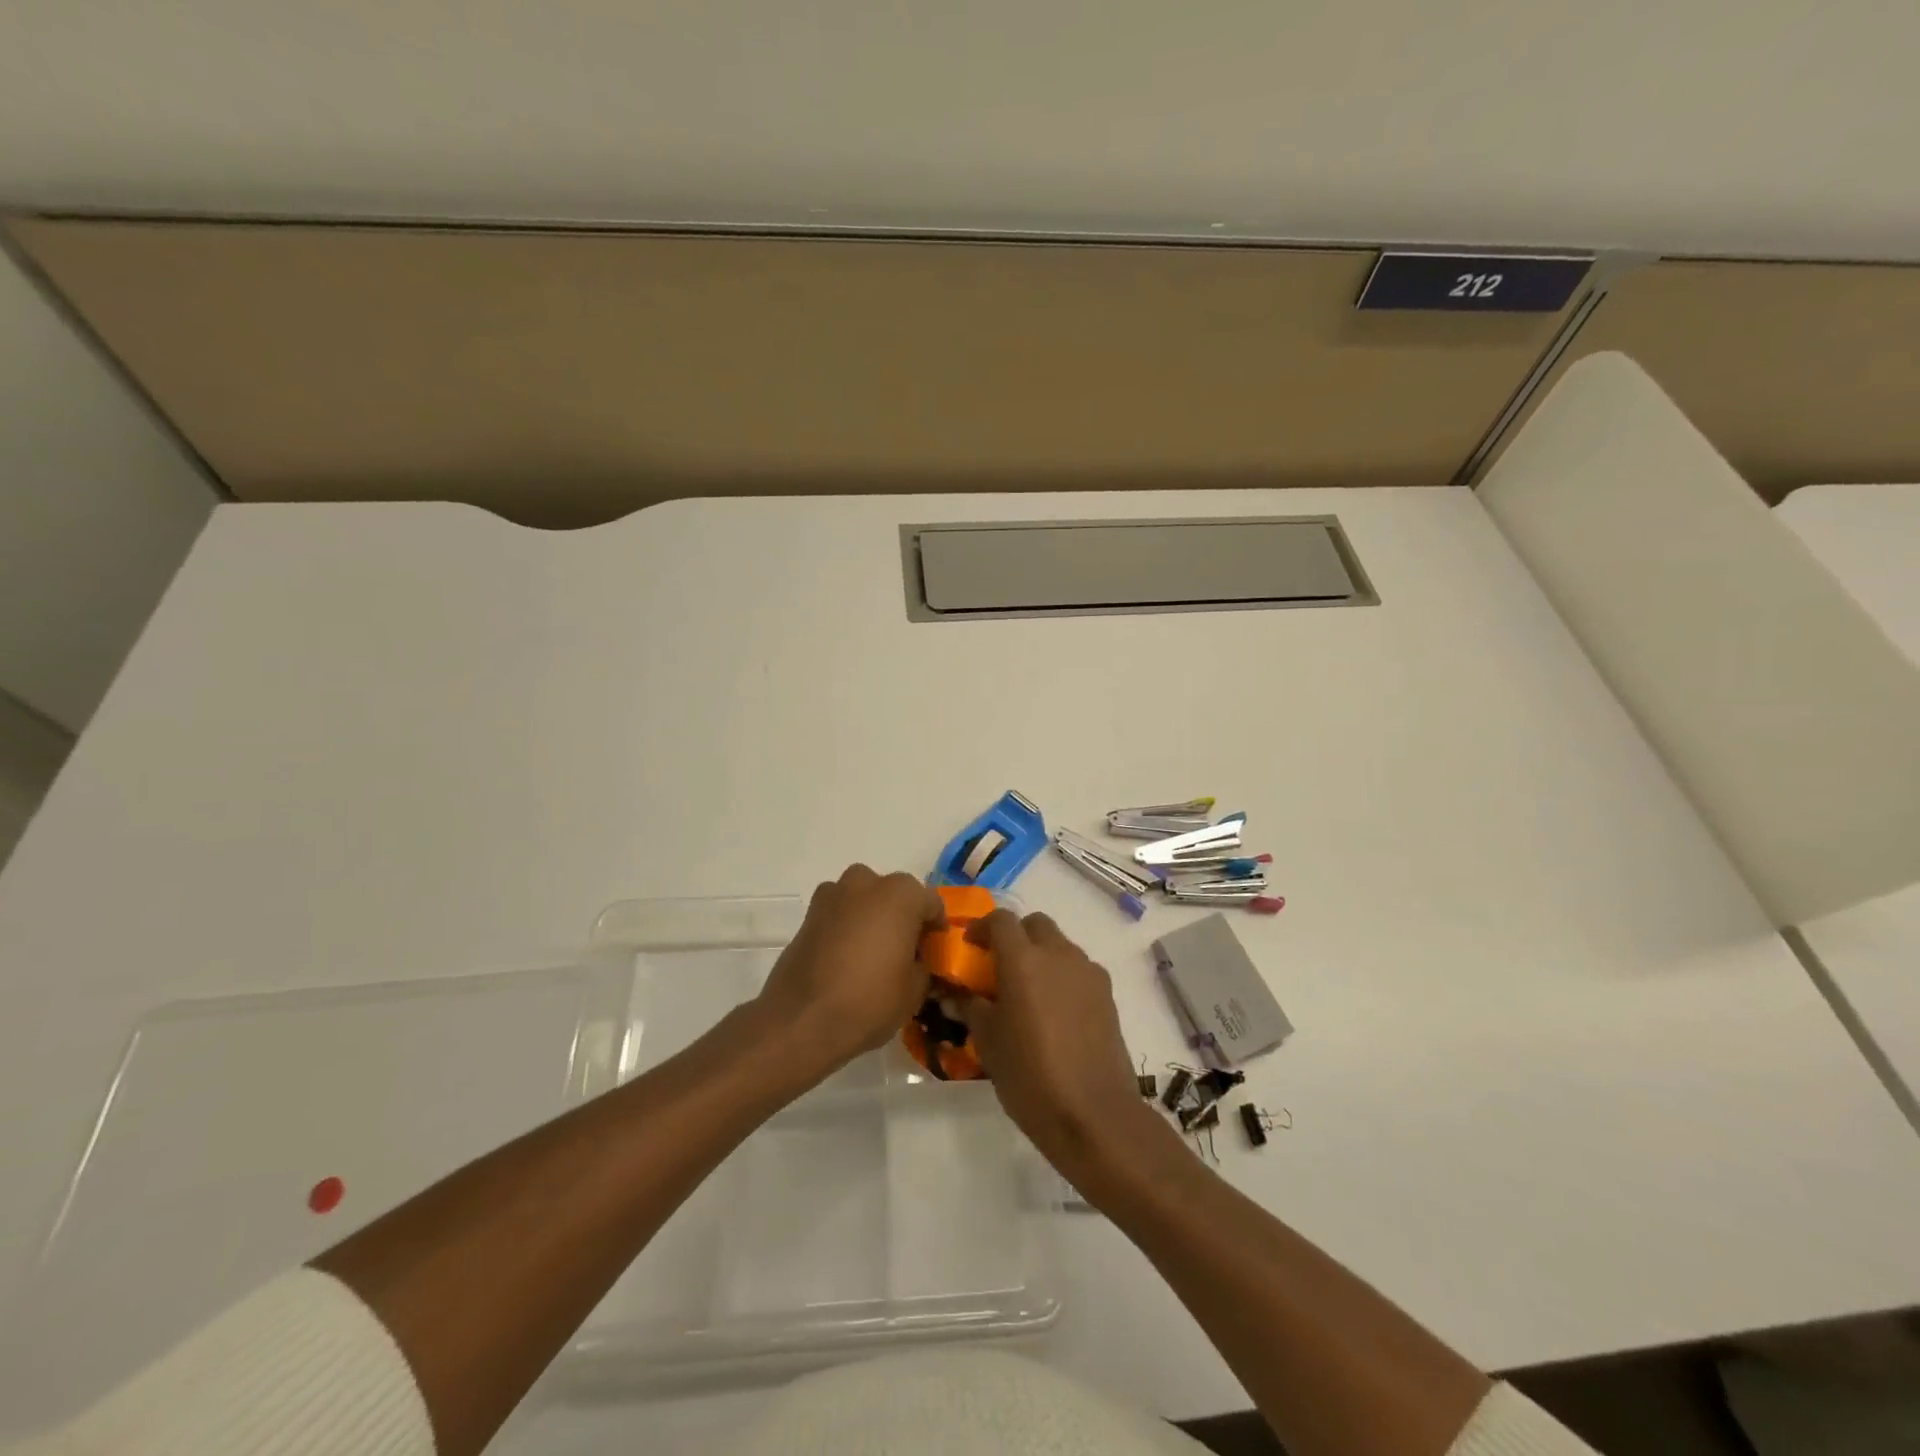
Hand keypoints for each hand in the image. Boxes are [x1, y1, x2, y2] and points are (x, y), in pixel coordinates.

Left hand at [756, 864, 944, 1074]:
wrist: (801, 1020)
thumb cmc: (869, 1001)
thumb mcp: (915, 991)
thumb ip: (923, 966)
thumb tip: (916, 961)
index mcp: (900, 894)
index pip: (931, 903)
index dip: (936, 928)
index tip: (934, 952)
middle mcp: (866, 883)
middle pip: (895, 895)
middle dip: (903, 917)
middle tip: (905, 952)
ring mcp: (832, 895)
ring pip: (864, 900)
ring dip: (872, 917)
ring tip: (873, 954)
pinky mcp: (808, 915)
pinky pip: (839, 914)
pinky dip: (847, 928)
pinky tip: (847, 959)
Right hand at [959, 910, 1154, 1179]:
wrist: (1093, 1114)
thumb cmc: (1029, 1076)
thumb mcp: (988, 1042)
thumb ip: (971, 1007)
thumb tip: (955, 993)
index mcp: (1023, 960)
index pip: (1000, 919)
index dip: (982, 927)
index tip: (970, 946)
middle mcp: (1058, 954)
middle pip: (1035, 924)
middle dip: (1016, 936)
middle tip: (1000, 966)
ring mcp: (1087, 972)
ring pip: (1060, 945)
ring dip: (1041, 955)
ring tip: (1028, 992)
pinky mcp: (1107, 993)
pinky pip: (1079, 969)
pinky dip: (1063, 976)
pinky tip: (1055, 1012)